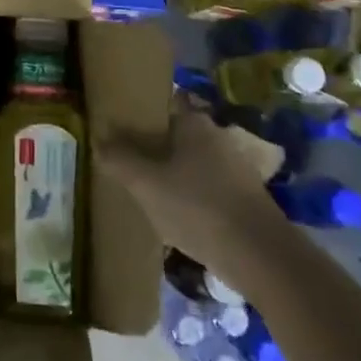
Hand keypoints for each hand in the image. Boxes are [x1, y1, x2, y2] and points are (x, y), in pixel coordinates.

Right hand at [103, 113, 287, 278]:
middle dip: (152, 145)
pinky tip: (174, 215)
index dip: (139, 112)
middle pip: (175, 134)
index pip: (162, 104)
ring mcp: (234, 167)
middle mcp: (216, 136)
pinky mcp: (244, 197)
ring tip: (144, 190)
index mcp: (193, 122)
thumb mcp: (146, 184)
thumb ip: (119, 159)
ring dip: (170, 173)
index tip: (118, 126)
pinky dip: (189, 195)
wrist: (262, 257)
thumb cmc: (197, 207)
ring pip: (191, 162)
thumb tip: (99, 140)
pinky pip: (206, 186)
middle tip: (125, 160)